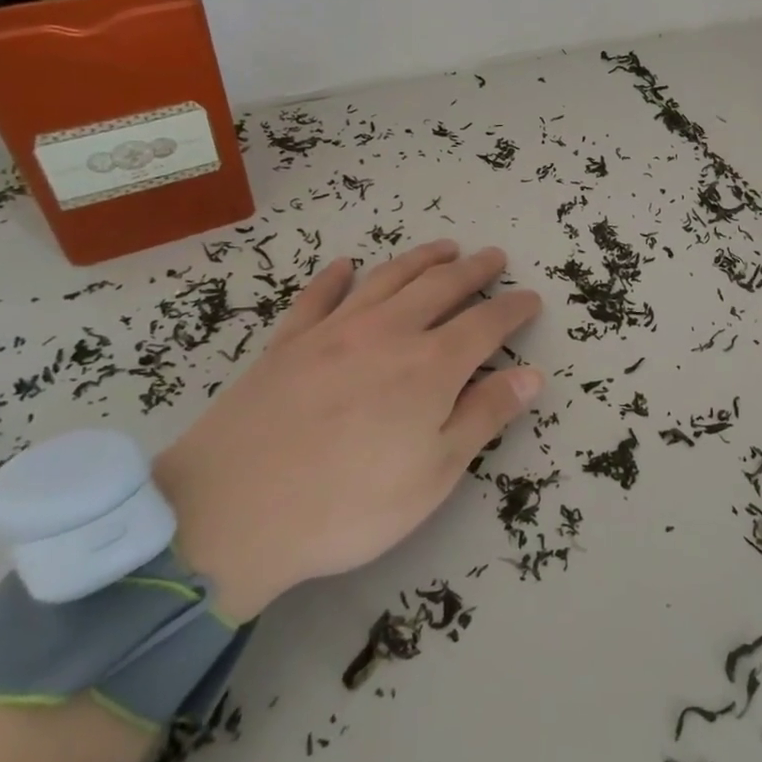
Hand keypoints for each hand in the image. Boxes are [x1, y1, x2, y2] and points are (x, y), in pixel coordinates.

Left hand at [154, 241, 543, 620]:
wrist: (230, 513)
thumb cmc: (349, 504)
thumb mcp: (434, 473)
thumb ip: (484, 417)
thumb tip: (532, 376)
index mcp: (430, 366)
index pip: (486, 324)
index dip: (513, 309)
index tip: (532, 299)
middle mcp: (387, 333)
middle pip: (440, 287)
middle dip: (473, 270)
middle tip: (493, 257)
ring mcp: (333, 332)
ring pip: (386, 280)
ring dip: (420, 259)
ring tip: (443, 248)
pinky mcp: (286, 344)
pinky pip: (317, 298)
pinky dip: (334, 277)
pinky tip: (344, 266)